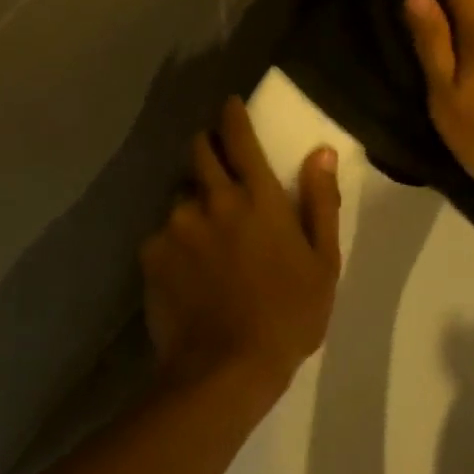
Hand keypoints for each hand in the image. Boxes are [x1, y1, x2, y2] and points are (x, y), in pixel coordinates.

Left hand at [140, 98, 341, 402]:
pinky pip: (162, 233)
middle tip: (217, 166)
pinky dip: (175, 240)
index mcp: (257, 197)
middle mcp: (212, 199)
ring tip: (204, 234)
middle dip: (207, 147)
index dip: (232, 114)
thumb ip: (321, 202)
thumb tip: (321, 152)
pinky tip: (187, 270)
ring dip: (193, 202)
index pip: (239, 136)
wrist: (226, 368)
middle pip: (198, 151)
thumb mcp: (323, 262)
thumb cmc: (289, 315)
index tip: (229, 105)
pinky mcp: (150, 253)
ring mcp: (176, 225)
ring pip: (180, 195)